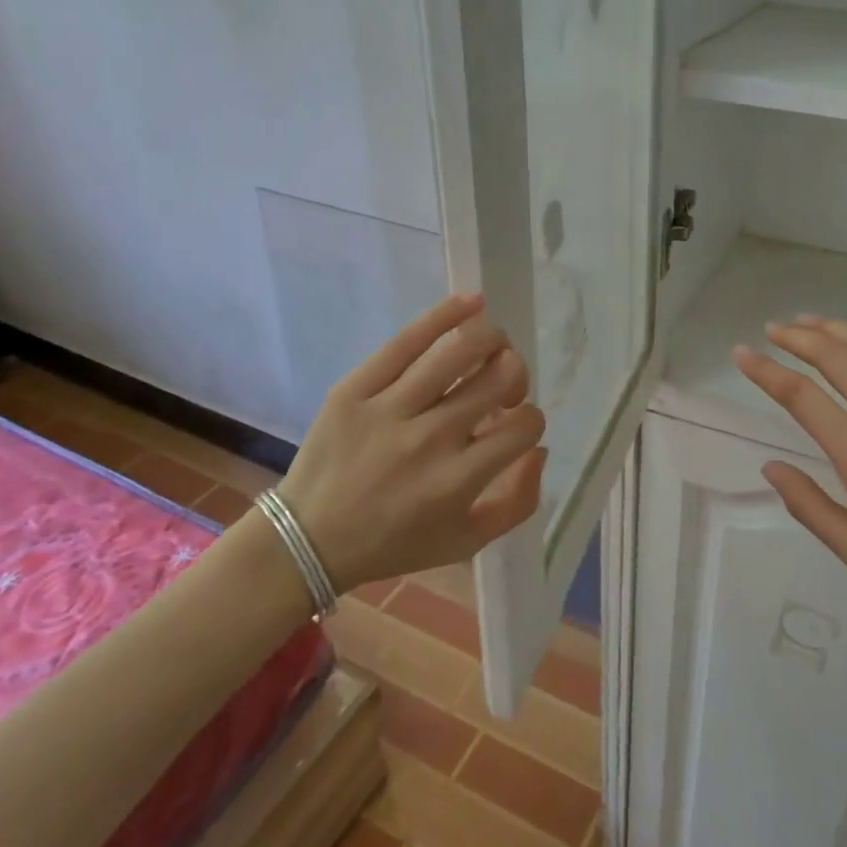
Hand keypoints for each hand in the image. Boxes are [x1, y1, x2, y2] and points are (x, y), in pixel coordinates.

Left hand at [278, 292, 545, 594]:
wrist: (307, 540)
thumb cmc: (393, 543)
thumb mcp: (466, 542)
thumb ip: (518, 502)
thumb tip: (539, 448)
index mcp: (459, 480)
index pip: (523, 425)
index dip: (530, 419)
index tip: (514, 423)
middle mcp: (431, 439)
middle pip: (498, 379)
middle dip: (515, 374)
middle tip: (503, 384)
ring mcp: (390, 409)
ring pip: (460, 351)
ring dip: (491, 341)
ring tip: (491, 347)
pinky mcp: (356, 387)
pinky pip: (408, 340)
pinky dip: (447, 314)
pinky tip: (472, 302)